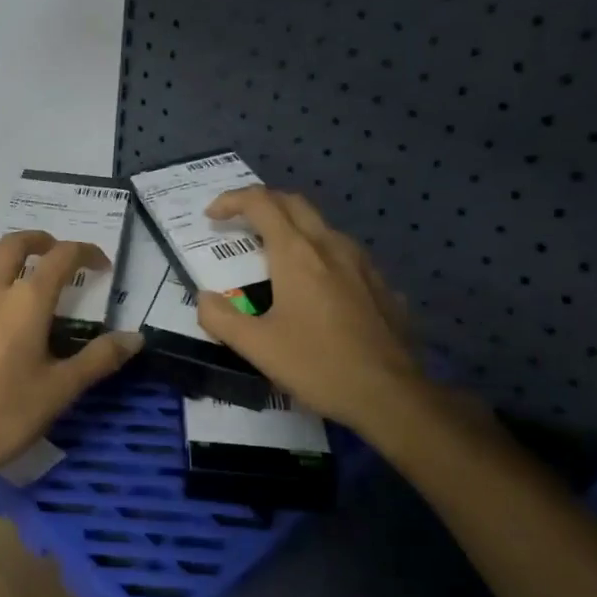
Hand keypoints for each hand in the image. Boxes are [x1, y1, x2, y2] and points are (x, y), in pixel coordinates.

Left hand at [0, 231, 143, 485]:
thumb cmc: (6, 416)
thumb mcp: (61, 390)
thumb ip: (99, 358)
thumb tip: (135, 337)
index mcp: (25, 302)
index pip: (60, 258)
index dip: (85, 252)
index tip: (99, 264)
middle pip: (10, 245)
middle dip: (37, 240)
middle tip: (52, 250)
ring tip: (7, 276)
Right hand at [194, 187, 423, 440]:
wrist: (391, 395)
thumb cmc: (317, 366)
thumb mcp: (256, 347)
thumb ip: (220, 318)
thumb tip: (205, 298)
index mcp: (297, 254)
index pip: (261, 204)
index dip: (232, 200)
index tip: (212, 216)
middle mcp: (331, 246)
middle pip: (294, 204)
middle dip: (262, 204)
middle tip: (239, 223)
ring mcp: (362, 264)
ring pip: (322, 227)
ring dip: (292, 229)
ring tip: (274, 257)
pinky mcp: (382, 285)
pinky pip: (344, 255)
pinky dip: (319, 256)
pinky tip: (316, 289)